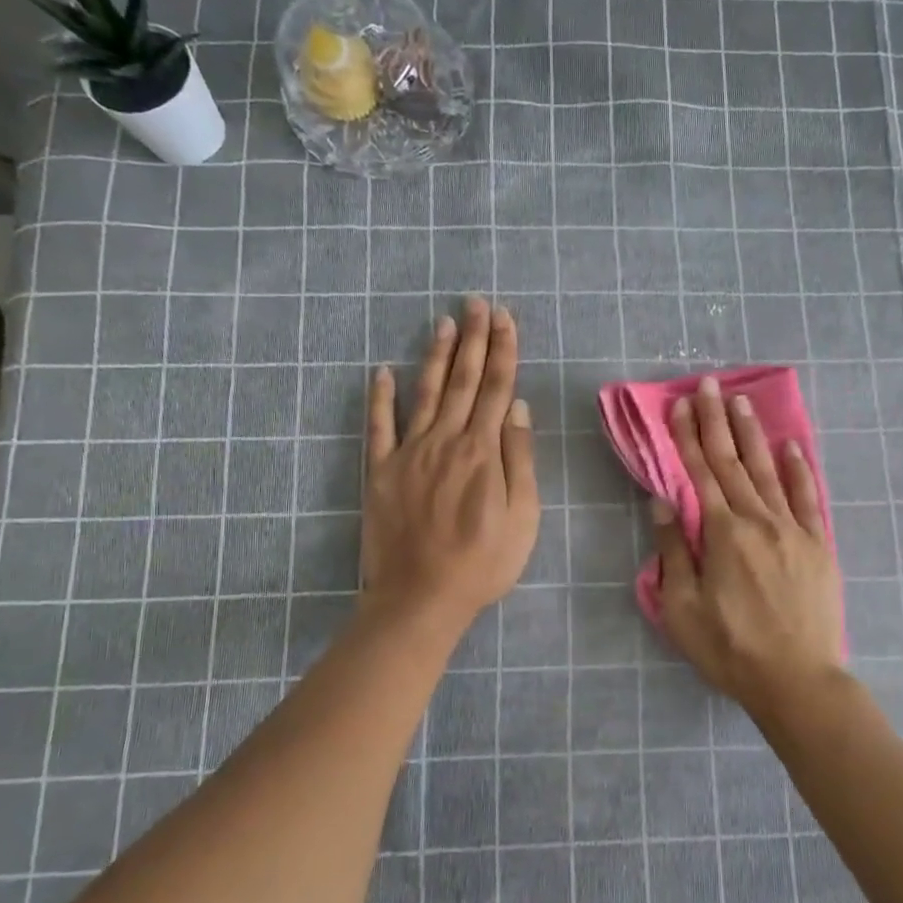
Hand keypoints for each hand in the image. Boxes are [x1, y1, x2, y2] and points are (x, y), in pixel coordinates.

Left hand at [360, 298, 538, 632]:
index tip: (505, 319)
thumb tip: (518, 408)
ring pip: (425, 393)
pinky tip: (382, 371)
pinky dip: (380, 397)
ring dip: (436, 356)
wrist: (420, 598)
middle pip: (464, 381)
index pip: (497, 389)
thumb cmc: (482, 563)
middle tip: (477, 303)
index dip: (503, 351)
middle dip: (473, 340)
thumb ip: (520, 459)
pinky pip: (379, 427)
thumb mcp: (523, 517)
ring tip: (444, 323)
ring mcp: (408, 453)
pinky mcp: (379, 472)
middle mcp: (445, 441)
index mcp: (483, 452)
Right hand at [650, 377, 844, 718]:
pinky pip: (808, 498)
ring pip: (768, 471)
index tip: (680, 405)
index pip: (700, 474)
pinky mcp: (819, 545)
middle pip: (732, 462)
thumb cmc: (730, 648)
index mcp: (722, 534)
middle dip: (716, 421)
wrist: (796, 680)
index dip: (687, 437)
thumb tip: (663, 502)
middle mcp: (758, 520)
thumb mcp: (683, 608)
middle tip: (707, 385)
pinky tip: (792, 447)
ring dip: (752, 434)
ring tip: (741, 400)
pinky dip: (800, 470)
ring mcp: (793, 530)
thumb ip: (673, 551)